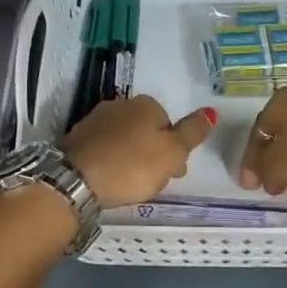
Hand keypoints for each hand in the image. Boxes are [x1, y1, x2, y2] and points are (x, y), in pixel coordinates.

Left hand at [62, 96, 215, 208]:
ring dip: (130, 156)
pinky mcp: (76, 138)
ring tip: (130, 183)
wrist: (77, 179)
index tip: (174, 172)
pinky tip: (109, 179)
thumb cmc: (133, 165)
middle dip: (151, 152)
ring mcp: (95, 120)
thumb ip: (192, 132)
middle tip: (153, 180)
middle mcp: (119, 105)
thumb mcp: (173, 152)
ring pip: (123, 139)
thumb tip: (210, 111)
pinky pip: (103, 149)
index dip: (174, 149)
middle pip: (145, 130)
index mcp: (146, 104)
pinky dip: (109, 161)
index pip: (168, 123)